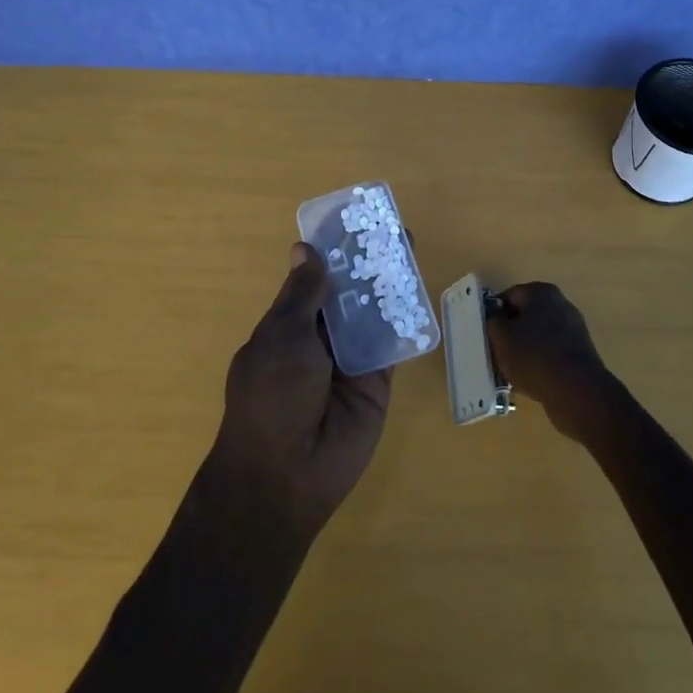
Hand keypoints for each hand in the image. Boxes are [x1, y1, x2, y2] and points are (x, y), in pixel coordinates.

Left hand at [208, 243, 392, 535]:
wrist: (287, 472)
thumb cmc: (271, 395)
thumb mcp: (282, 335)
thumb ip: (302, 294)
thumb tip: (305, 248)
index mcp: (289, 324)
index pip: (314, 278)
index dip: (331, 250)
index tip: (352, 220)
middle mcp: (321, 338)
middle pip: (349, 292)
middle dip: (366, 263)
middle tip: (392, 229)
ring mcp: (350, 359)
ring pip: (373, 313)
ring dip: (389, 284)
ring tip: (410, 248)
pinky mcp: (377, 381)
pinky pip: (393, 344)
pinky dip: (405, 320)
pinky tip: (421, 289)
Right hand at [487, 282, 613, 439]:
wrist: (577, 392)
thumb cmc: (533, 356)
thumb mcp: (501, 337)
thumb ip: (493, 321)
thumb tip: (496, 317)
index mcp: (541, 292)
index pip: (508, 296)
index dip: (494, 314)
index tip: (486, 334)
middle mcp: (560, 305)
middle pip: (525, 316)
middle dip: (509, 333)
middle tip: (495, 353)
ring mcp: (573, 330)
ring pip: (537, 337)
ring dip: (523, 351)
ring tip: (510, 372)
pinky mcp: (580, 355)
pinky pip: (551, 354)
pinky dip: (539, 364)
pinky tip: (529, 382)